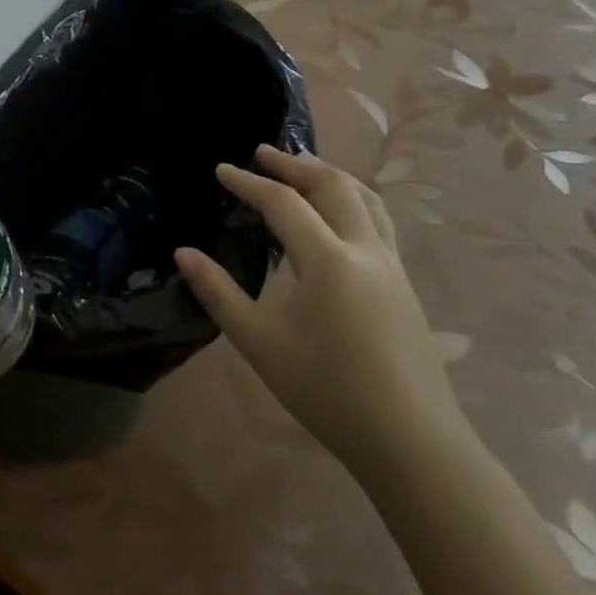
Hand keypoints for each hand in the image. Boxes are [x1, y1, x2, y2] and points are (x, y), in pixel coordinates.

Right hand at [176, 145, 467, 472]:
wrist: (411, 442)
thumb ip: (219, 293)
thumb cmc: (327, 390)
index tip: (221, 169)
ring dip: (330, 175)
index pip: (283, 203)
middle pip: (333, 186)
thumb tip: (183, 253)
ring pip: (365, 199)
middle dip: (295, 164)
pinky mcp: (404, 285)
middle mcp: (365, 251)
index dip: (249, 182)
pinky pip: (378, 221)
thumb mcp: (259, 343)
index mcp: (328, 260)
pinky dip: (351, 199)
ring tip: (303, 167)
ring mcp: (391, 267)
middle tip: (262, 152)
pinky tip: (337, 217)